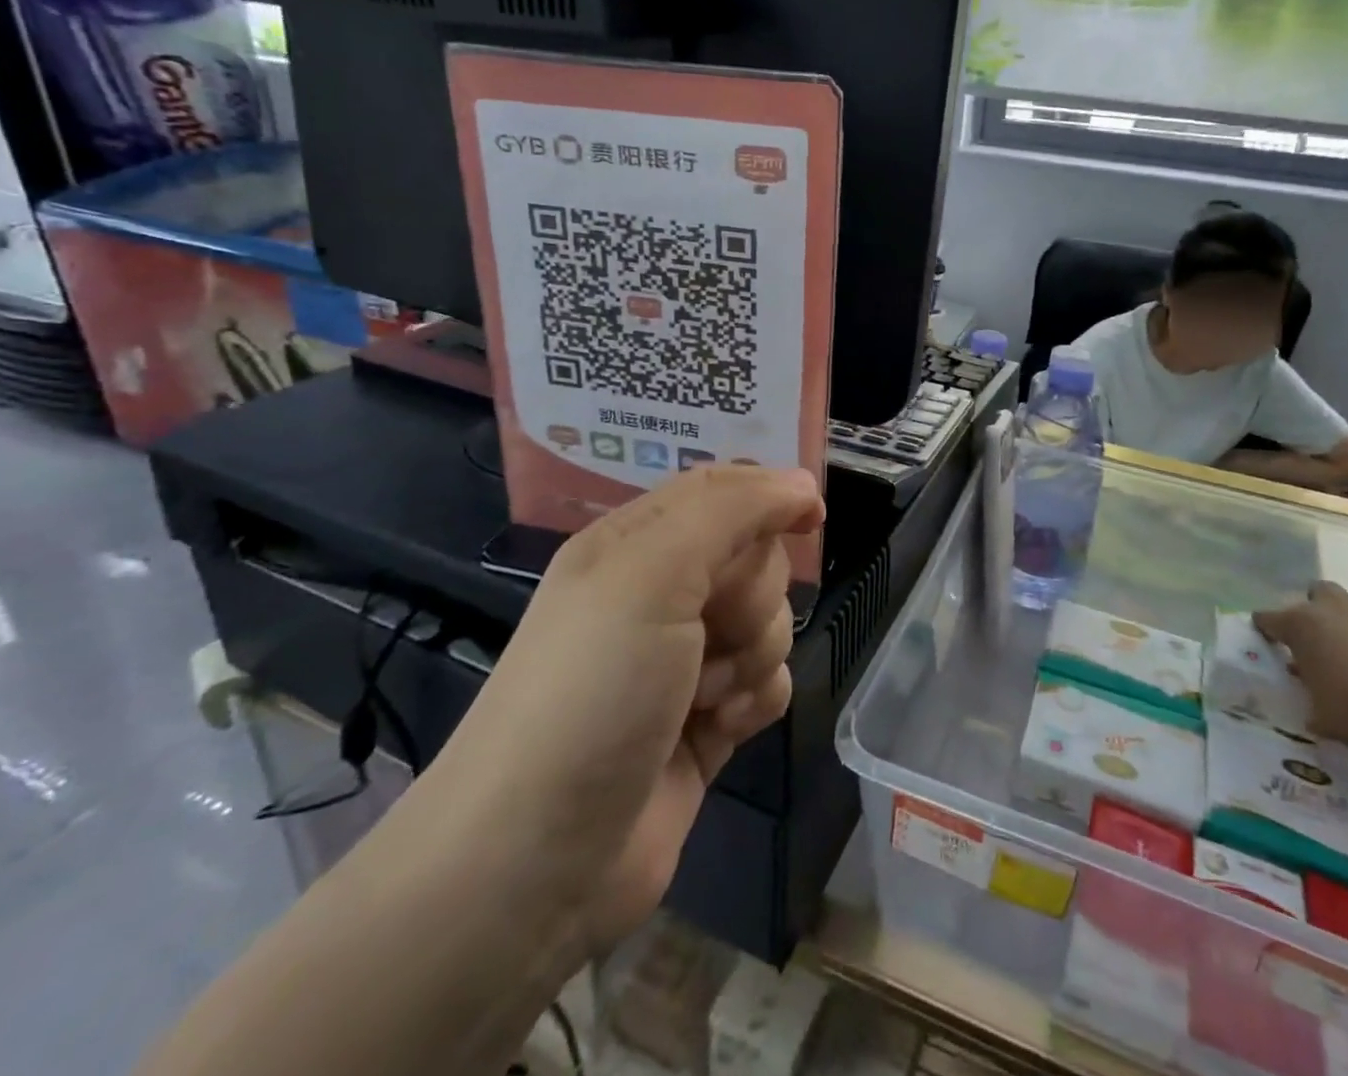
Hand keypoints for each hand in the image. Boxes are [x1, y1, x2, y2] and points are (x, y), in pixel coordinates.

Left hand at [438, 465, 823, 953]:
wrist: (536, 862)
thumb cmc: (593, 690)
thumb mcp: (652, 573)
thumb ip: (731, 511)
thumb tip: (801, 484)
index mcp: (635, 544)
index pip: (720, 490)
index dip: (769, 496)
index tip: (810, 517)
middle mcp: (659, 594)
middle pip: (754, 559)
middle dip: (752, 595)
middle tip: (713, 630)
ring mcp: (684, 661)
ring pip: (769, 623)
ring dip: (753, 655)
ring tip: (707, 695)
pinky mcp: (706, 721)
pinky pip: (768, 683)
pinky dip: (756, 700)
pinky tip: (723, 726)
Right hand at [1253, 581, 1347, 744]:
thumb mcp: (1323, 716)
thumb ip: (1315, 708)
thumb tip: (1316, 717)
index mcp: (1299, 625)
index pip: (1269, 618)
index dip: (1266, 627)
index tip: (1265, 634)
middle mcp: (1330, 609)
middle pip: (1316, 592)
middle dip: (1316, 608)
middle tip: (1320, 635)